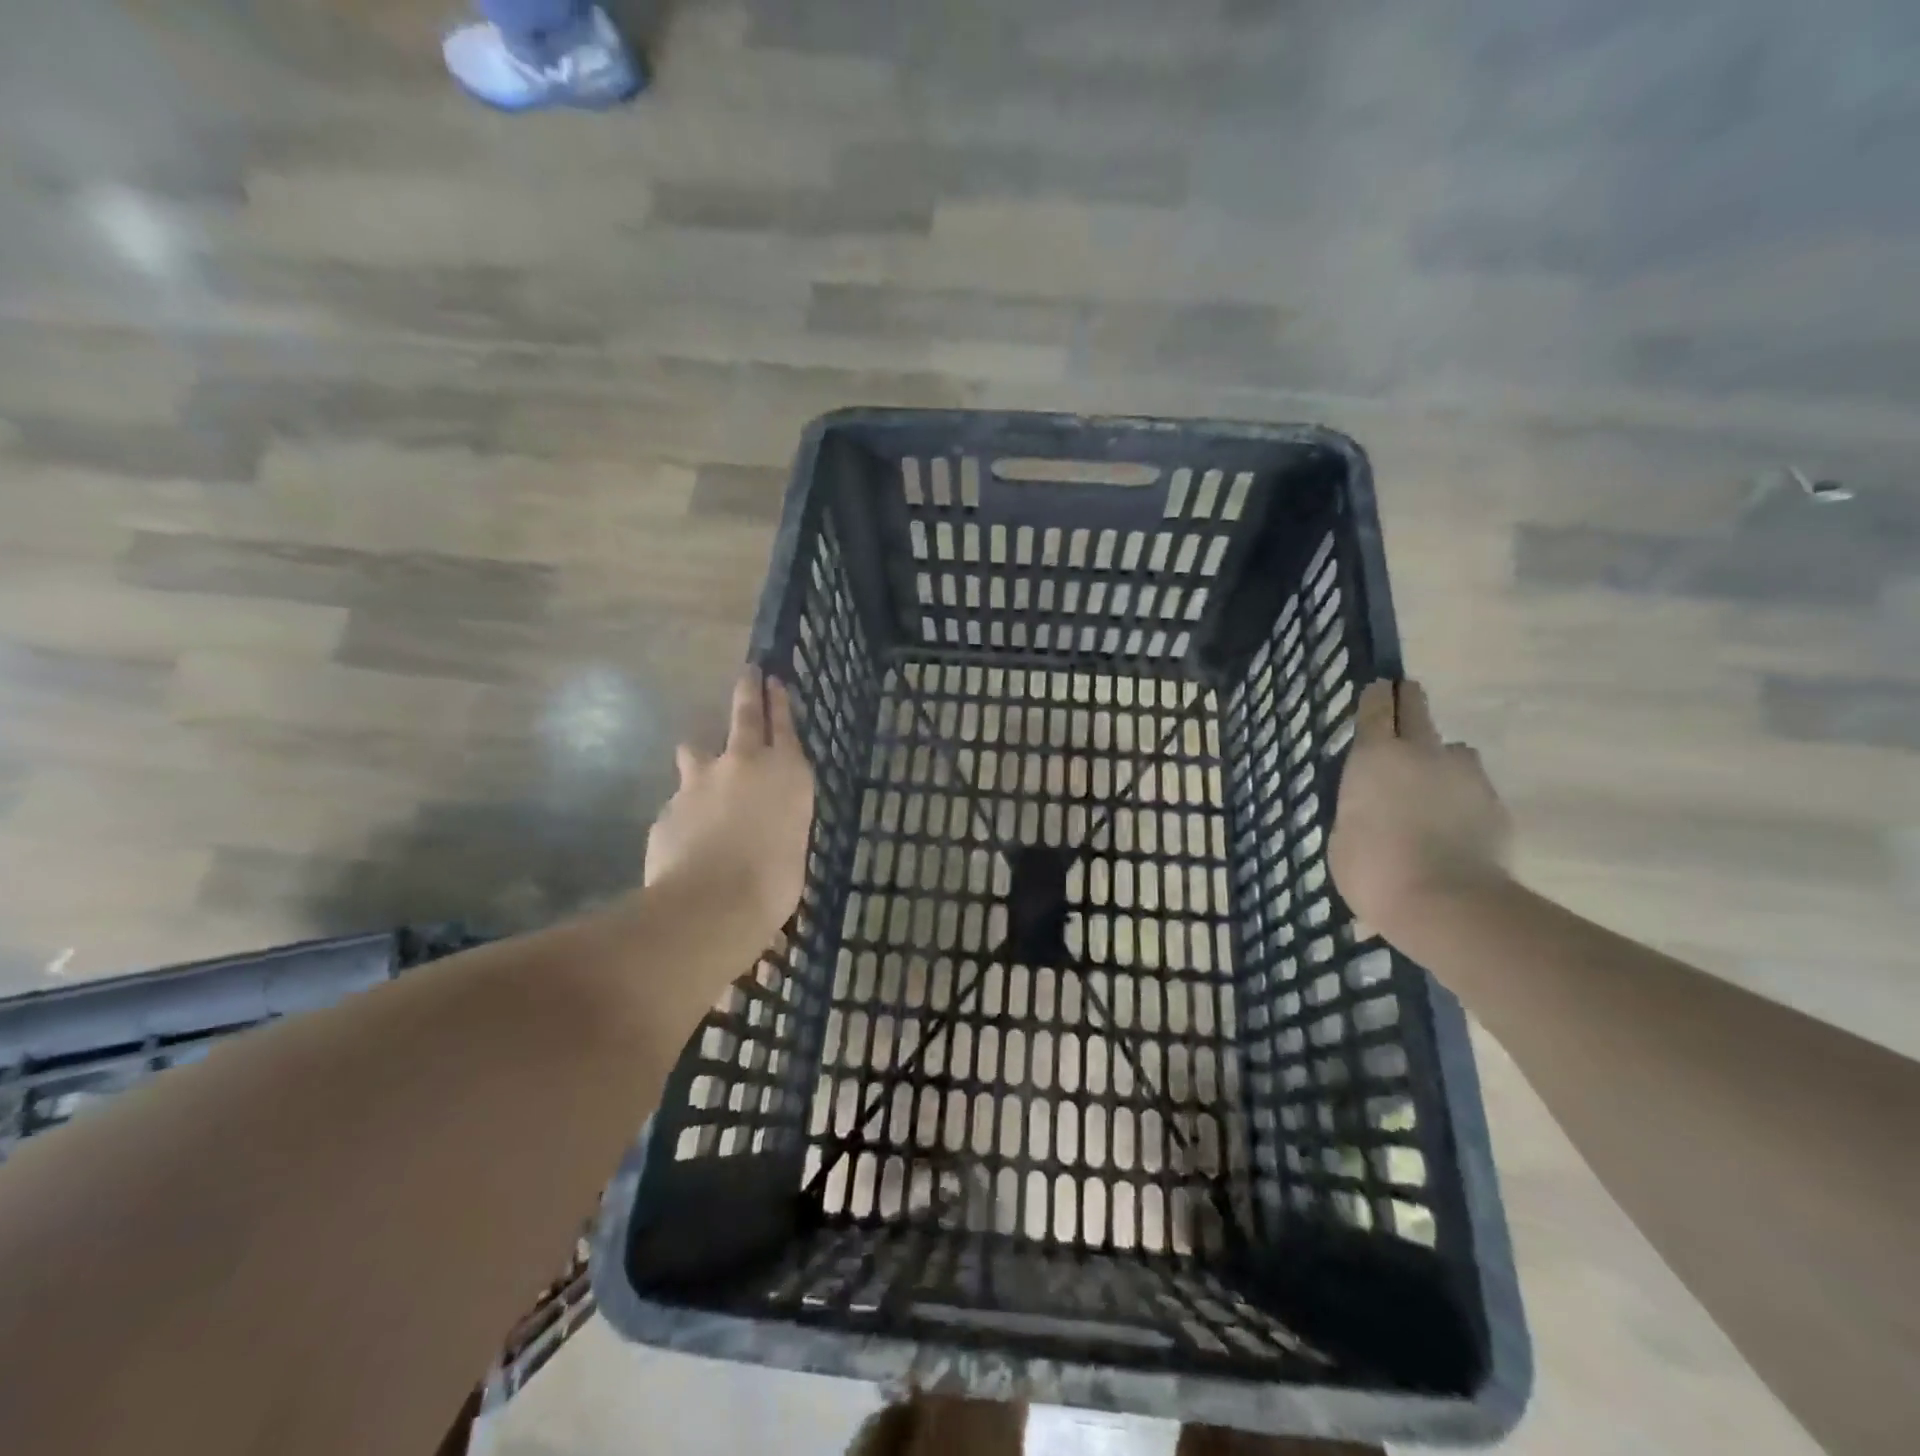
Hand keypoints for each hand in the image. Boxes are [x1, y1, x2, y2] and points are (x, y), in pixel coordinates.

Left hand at [644, 669, 814, 938]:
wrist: (711, 903)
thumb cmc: (774, 881)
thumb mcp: (793, 845)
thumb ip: (779, 820)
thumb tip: (764, 823)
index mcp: (786, 773)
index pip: (783, 725)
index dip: (778, 701)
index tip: (772, 679)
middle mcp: (744, 764)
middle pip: (744, 716)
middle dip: (747, 691)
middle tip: (748, 671)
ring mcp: (700, 781)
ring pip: (697, 751)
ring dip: (701, 753)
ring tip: (699, 760)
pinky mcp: (670, 807)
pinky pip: (680, 802)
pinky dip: (687, 812)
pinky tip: (688, 838)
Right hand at [1329, 679, 1511, 941]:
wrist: (1447, 903)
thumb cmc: (1373, 868)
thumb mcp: (1344, 835)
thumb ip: (1359, 808)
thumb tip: (1374, 808)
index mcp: (1376, 756)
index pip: (1377, 707)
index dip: (1376, 696)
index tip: (1378, 689)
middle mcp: (1422, 752)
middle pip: (1417, 707)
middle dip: (1408, 702)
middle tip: (1402, 705)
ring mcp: (1465, 775)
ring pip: (1452, 750)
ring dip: (1439, 760)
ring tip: (1430, 790)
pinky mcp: (1495, 804)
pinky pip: (1472, 788)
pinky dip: (1460, 799)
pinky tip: (1452, 827)